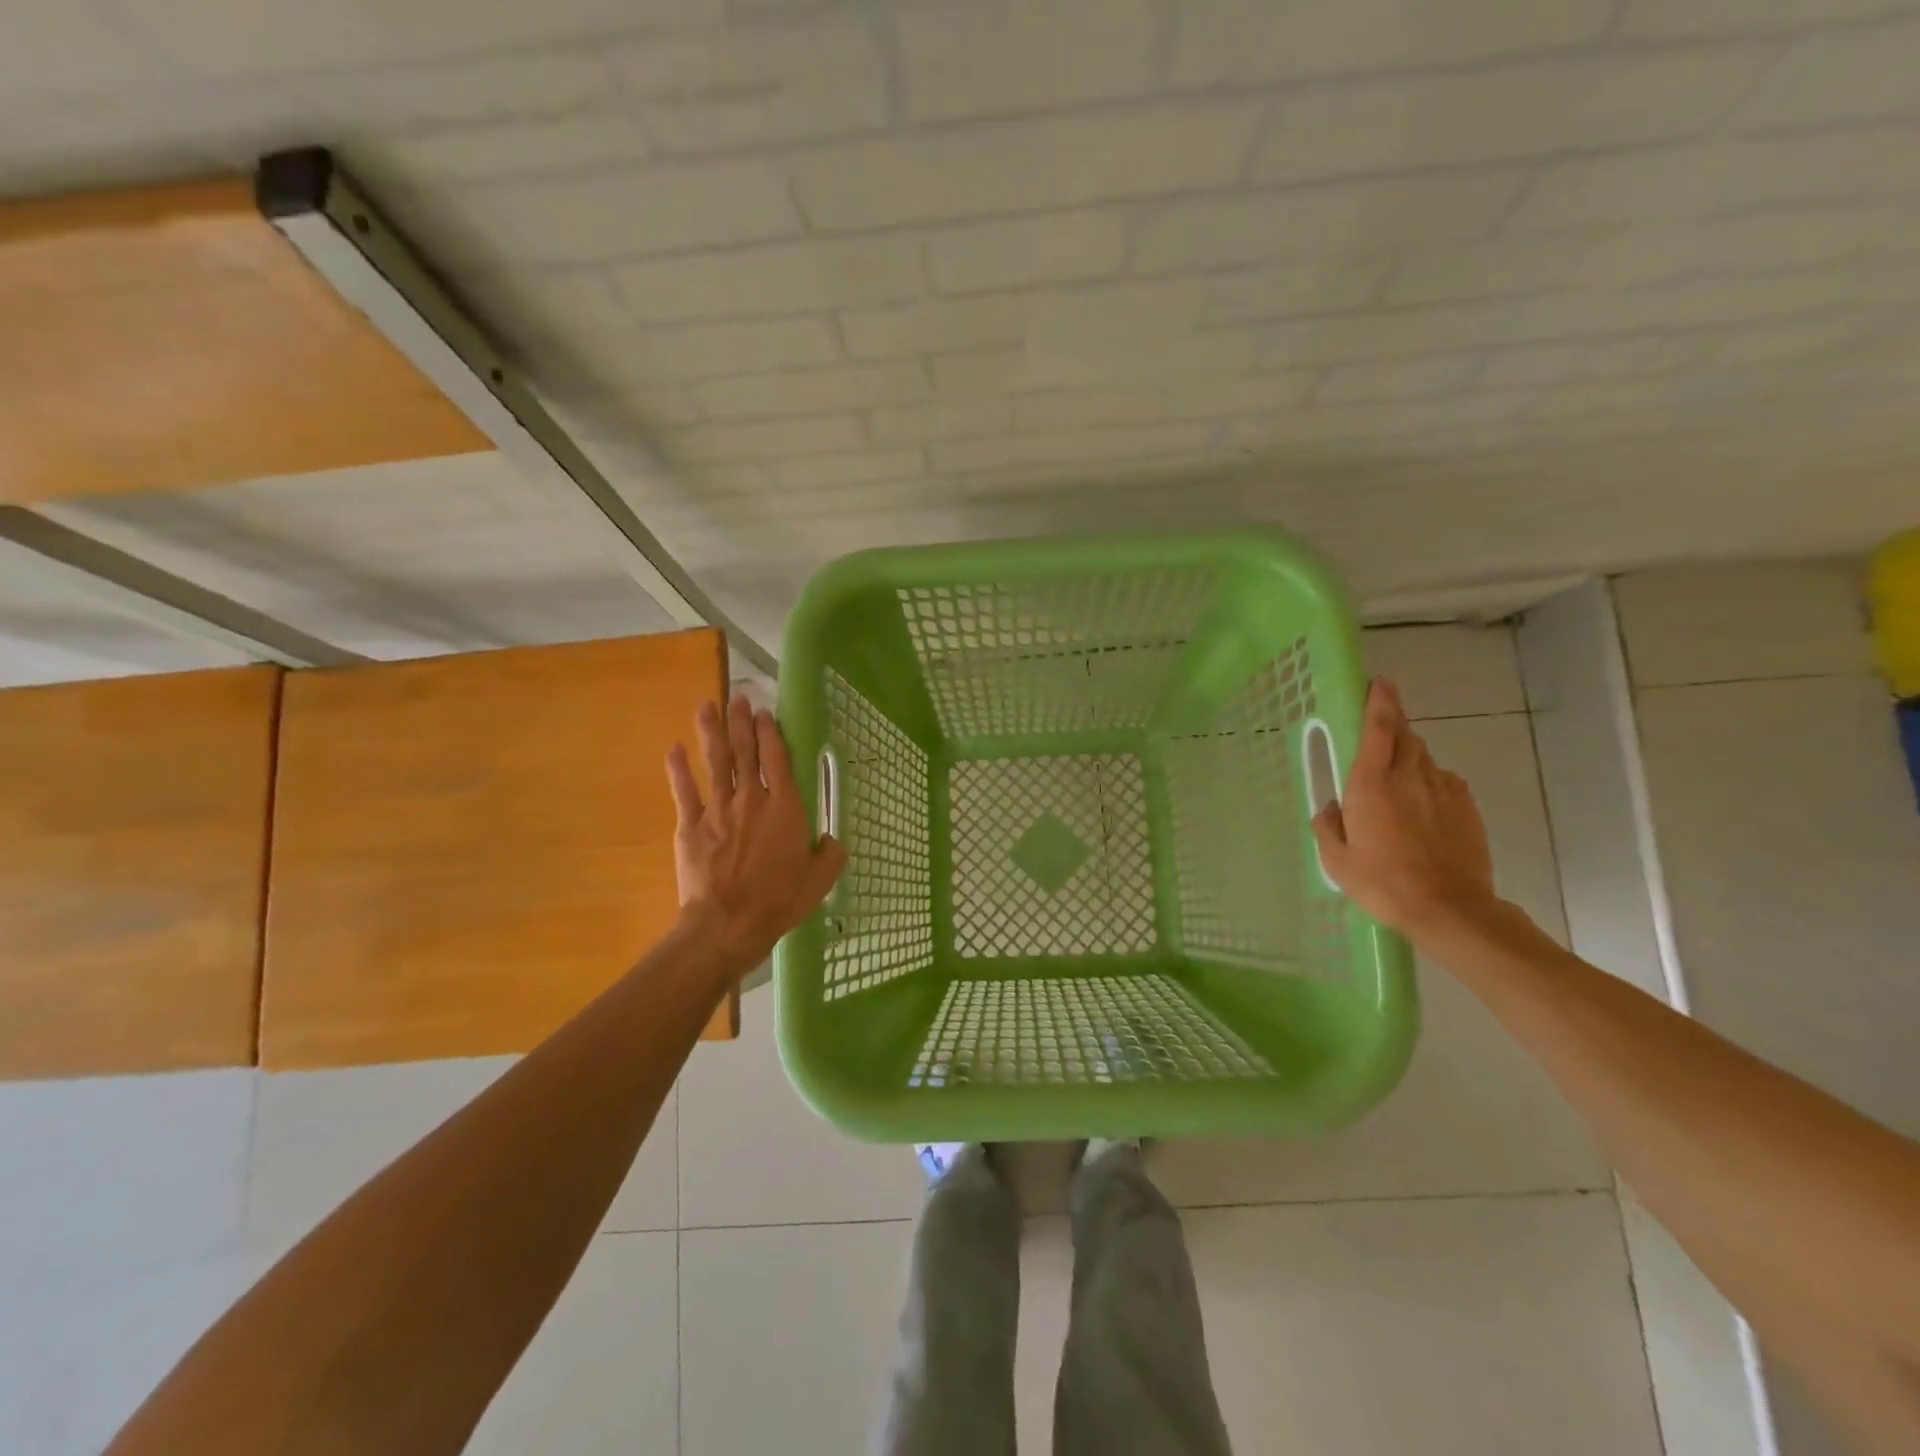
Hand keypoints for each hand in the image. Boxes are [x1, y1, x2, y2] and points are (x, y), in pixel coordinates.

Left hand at [665, 696, 847, 976]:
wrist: (727, 924)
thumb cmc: (779, 900)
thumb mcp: (819, 880)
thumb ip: (830, 854)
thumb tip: (833, 840)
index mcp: (784, 807)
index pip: (777, 759)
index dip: (770, 733)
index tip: (764, 713)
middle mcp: (751, 799)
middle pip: (745, 752)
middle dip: (741, 722)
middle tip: (737, 698)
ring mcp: (717, 810)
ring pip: (715, 763)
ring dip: (711, 733)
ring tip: (706, 706)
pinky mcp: (690, 826)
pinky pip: (684, 791)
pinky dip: (678, 769)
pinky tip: (674, 748)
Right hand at [1312, 678, 1497, 938]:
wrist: (1449, 909)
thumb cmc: (1383, 883)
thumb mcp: (1337, 860)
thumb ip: (1329, 826)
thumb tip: (1332, 808)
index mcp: (1371, 784)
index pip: (1379, 729)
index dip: (1380, 701)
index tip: (1380, 682)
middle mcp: (1409, 777)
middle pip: (1405, 735)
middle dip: (1394, 723)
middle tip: (1381, 724)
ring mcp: (1444, 791)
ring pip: (1424, 758)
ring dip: (1409, 754)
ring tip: (1397, 772)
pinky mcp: (1467, 809)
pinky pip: (1445, 782)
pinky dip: (1431, 781)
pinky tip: (1423, 803)